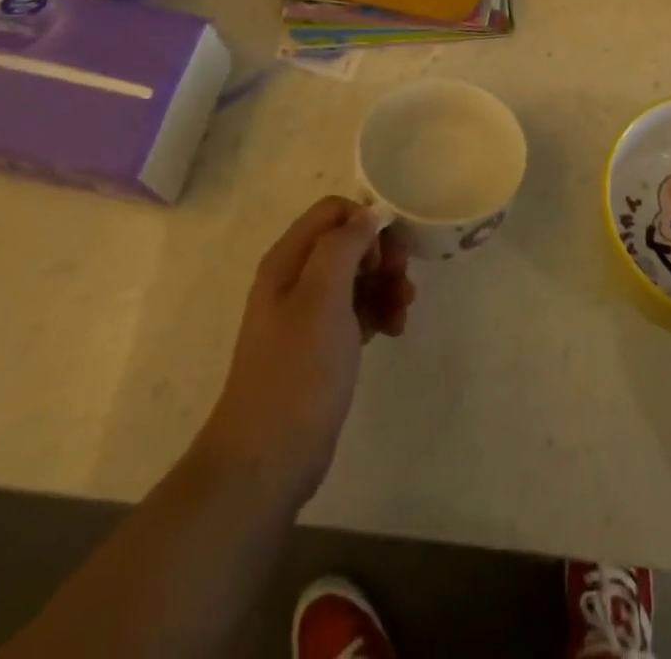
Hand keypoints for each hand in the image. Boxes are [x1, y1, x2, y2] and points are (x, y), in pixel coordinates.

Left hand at [195, 197, 413, 508]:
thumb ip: (343, 246)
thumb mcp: (322, 297)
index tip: (383, 257)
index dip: (364, 224)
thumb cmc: (297, 370)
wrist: (268, 460)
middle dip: (382, 256)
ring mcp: (308, 314)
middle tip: (403, 282)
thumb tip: (367, 216)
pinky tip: (394, 330)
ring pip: (357, 277)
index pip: (333, 211)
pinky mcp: (322, 345)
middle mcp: (296, 279)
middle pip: (348, 243)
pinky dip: (379, 312)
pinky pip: (357, 310)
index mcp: (288, 260)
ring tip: (403, 312)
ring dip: (386, 285)